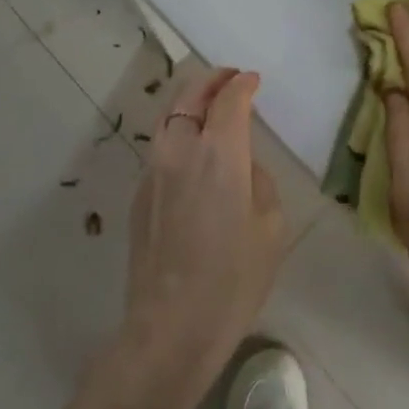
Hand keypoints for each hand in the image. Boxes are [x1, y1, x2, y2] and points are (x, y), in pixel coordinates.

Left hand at [122, 68, 285, 383]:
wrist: (170, 329)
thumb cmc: (232, 278)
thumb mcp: (270, 225)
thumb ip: (257, 180)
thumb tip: (241, 167)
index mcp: (219, 151)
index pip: (229, 98)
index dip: (243, 84)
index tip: (253, 80)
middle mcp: (181, 149)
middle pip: (190, 95)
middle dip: (212, 80)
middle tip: (230, 79)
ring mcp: (153, 171)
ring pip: (169, 117)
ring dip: (190, 103)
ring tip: (209, 107)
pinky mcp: (138, 195)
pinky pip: (161, 147)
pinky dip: (178, 133)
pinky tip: (192, 152)